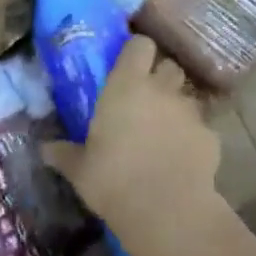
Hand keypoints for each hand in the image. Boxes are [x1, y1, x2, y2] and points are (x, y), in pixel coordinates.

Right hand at [42, 37, 219, 247]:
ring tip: (166, 131)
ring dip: (177, 107)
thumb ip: (64, 153)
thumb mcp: (80, 169)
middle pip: (169, 66)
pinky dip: (194, 137)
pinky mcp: (210, 136)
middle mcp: (161, 89)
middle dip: (161, 78)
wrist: (166, 211)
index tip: (128, 66)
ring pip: (186, 96)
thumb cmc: (113, 180)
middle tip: (147, 99)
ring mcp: (189, 111)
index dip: (137, 52)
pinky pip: (202, 127)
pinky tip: (183, 159)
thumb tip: (44, 149)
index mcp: (126, 85)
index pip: (140, 44)